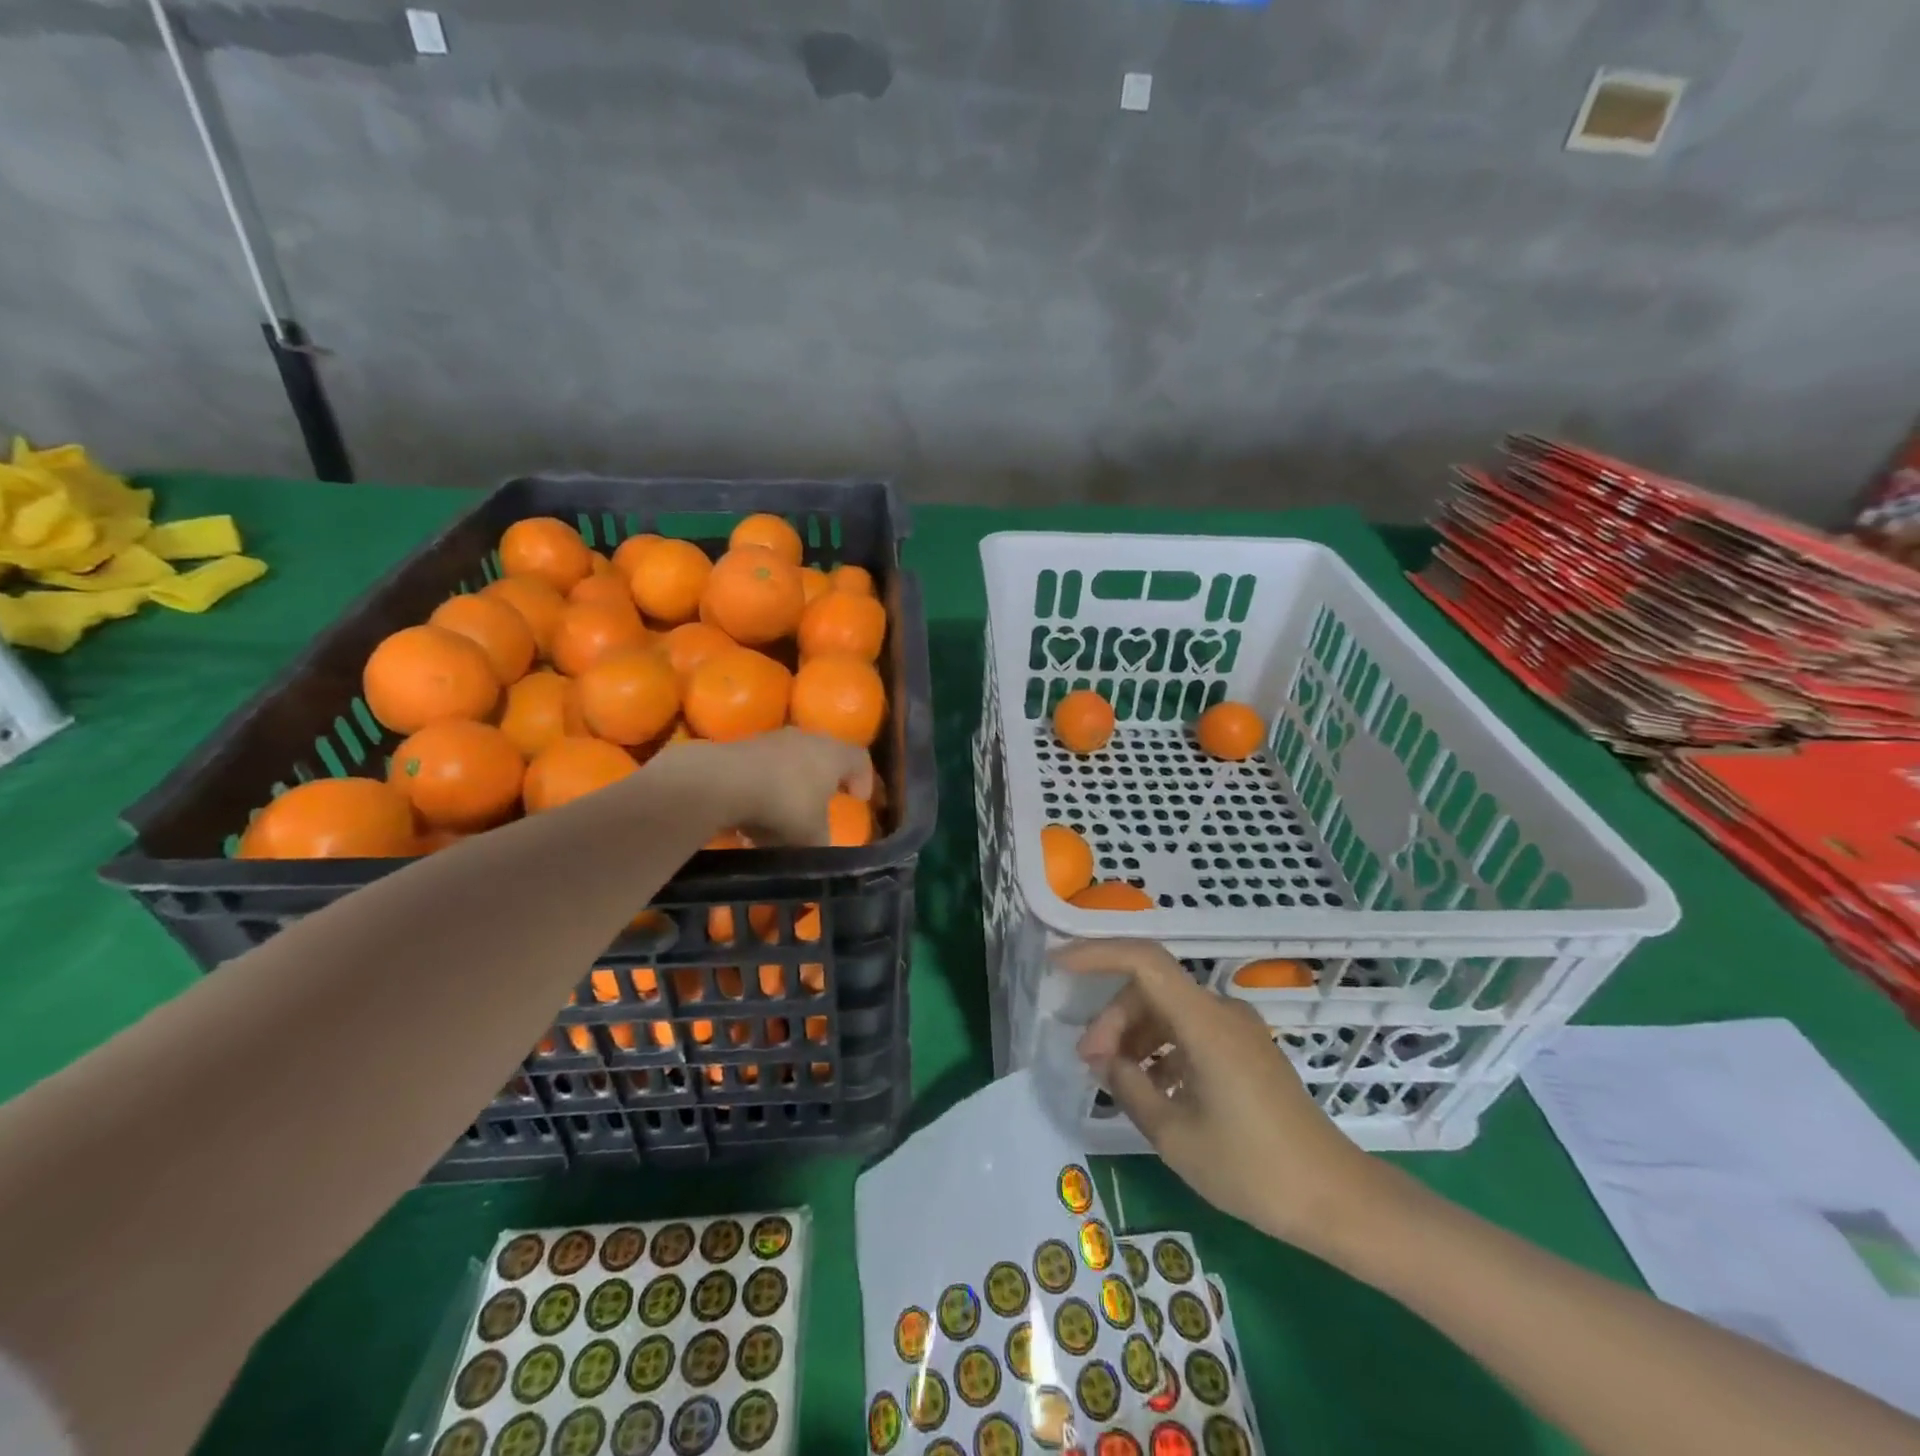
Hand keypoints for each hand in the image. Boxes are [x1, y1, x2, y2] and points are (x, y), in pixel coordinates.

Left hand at [666, 730, 872, 845]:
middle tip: (824, 804)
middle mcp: (806, 739)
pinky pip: (762, 769)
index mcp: (833, 754)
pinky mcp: (742, 747)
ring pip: (790, 762)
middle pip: (824, 756)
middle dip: (824, 781)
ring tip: (784, 817)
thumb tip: (821, 848)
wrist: (724, 783)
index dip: (863, 779)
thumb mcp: (812, 836)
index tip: (859, 799)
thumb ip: (822, 842)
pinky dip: (764, 789)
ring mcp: (772, 740)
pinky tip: (755, 816)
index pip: (859, 759)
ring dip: (791, 786)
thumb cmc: (785, 805)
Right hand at [1056, 938, 1380, 1252]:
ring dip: (1134, 1035)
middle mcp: (1221, 1012)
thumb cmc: (1253, 1169)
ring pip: (1168, 1010)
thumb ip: (1129, 1087)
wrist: (1338, 1200)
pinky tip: (1152, 1087)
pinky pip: (1190, 1031)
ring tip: (1116, 1079)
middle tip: (1090, 1064)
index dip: (1097, 953)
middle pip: (1151, 990)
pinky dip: (1161, 1048)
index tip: (1058, 965)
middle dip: (1112, 1019)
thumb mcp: (1175, 1135)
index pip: (1144, 961)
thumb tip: (1102, 1059)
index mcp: (1205, 1022)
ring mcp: (1237, 1030)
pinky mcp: (1246, 1050)